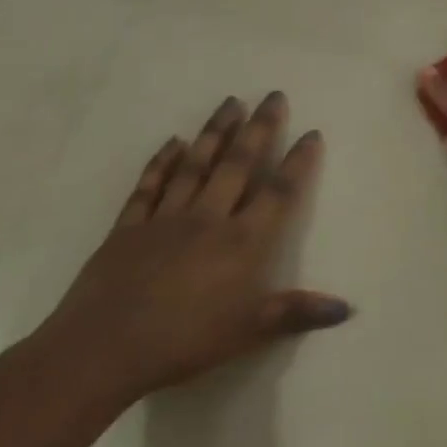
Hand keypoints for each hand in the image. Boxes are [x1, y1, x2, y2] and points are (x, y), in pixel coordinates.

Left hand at [39, 93, 350, 403]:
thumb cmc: (183, 341)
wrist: (100, 351)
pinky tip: (173, 142)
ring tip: (231, 102)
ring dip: (215, 132)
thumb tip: (346, 308)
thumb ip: (297, 313)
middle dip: (259, 128)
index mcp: (242, 242)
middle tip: (273, 95)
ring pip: (196, 166)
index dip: (298, 163)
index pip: (278, 193)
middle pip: (238, 165)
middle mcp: (208, 219)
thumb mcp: (249, 332)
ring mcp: (166, 219)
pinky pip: (149, 187)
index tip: (311, 133)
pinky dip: (161, 162)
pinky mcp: (128, 228)